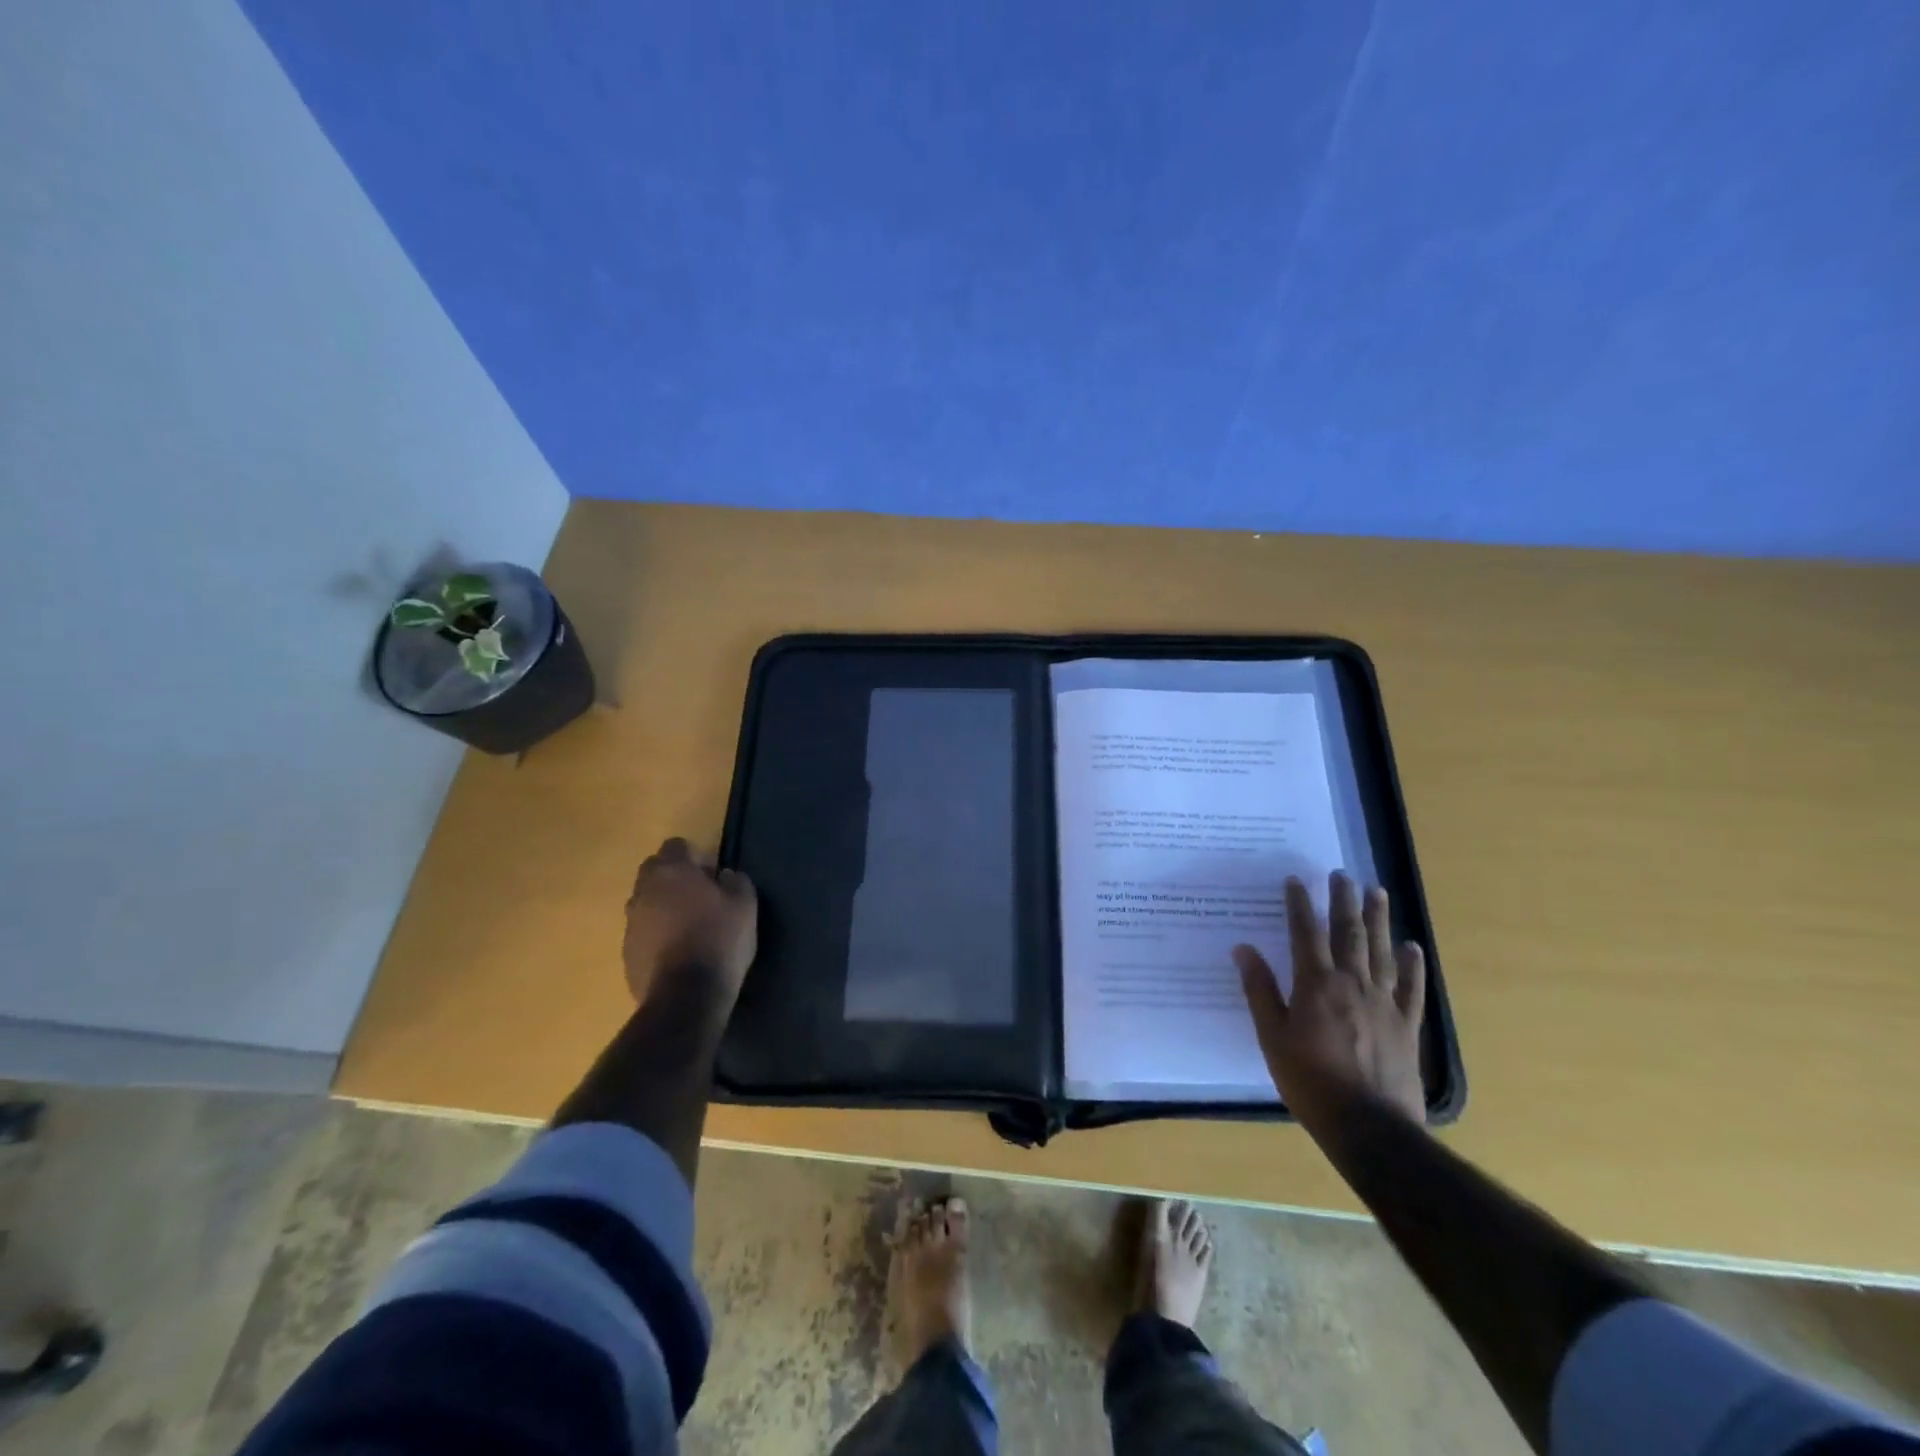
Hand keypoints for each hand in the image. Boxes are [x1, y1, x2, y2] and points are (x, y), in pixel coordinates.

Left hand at [622, 838, 757, 1004]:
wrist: (686, 996)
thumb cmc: (719, 940)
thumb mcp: (745, 905)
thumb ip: (736, 881)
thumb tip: (725, 875)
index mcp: (671, 871)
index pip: (676, 845)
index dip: (696, 856)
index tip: (713, 875)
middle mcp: (643, 891)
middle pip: (654, 871)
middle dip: (674, 878)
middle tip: (700, 898)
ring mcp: (631, 923)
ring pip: (646, 903)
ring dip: (663, 907)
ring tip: (689, 928)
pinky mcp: (626, 953)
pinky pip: (643, 933)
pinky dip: (657, 935)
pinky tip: (678, 953)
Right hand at [1234, 871, 1425, 1136]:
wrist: (1370, 1127)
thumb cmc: (1310, 1082)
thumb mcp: (1272, 1037)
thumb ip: (1260, 991)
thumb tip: (1244, 949)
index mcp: (1316, 985)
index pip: (1305, 933)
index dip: (1300, 904)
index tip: (1296, 880)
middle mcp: (1352, 984)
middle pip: (1349, 933)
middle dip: (1343, 901)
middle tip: (1342, 874)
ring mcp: (1384, 1003)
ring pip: (1382, 951)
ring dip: (1379, 919)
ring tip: (1377, 891)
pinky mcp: (1406, 1026)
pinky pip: (1411, 988)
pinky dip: (1412, 965)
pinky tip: (1411, 947)